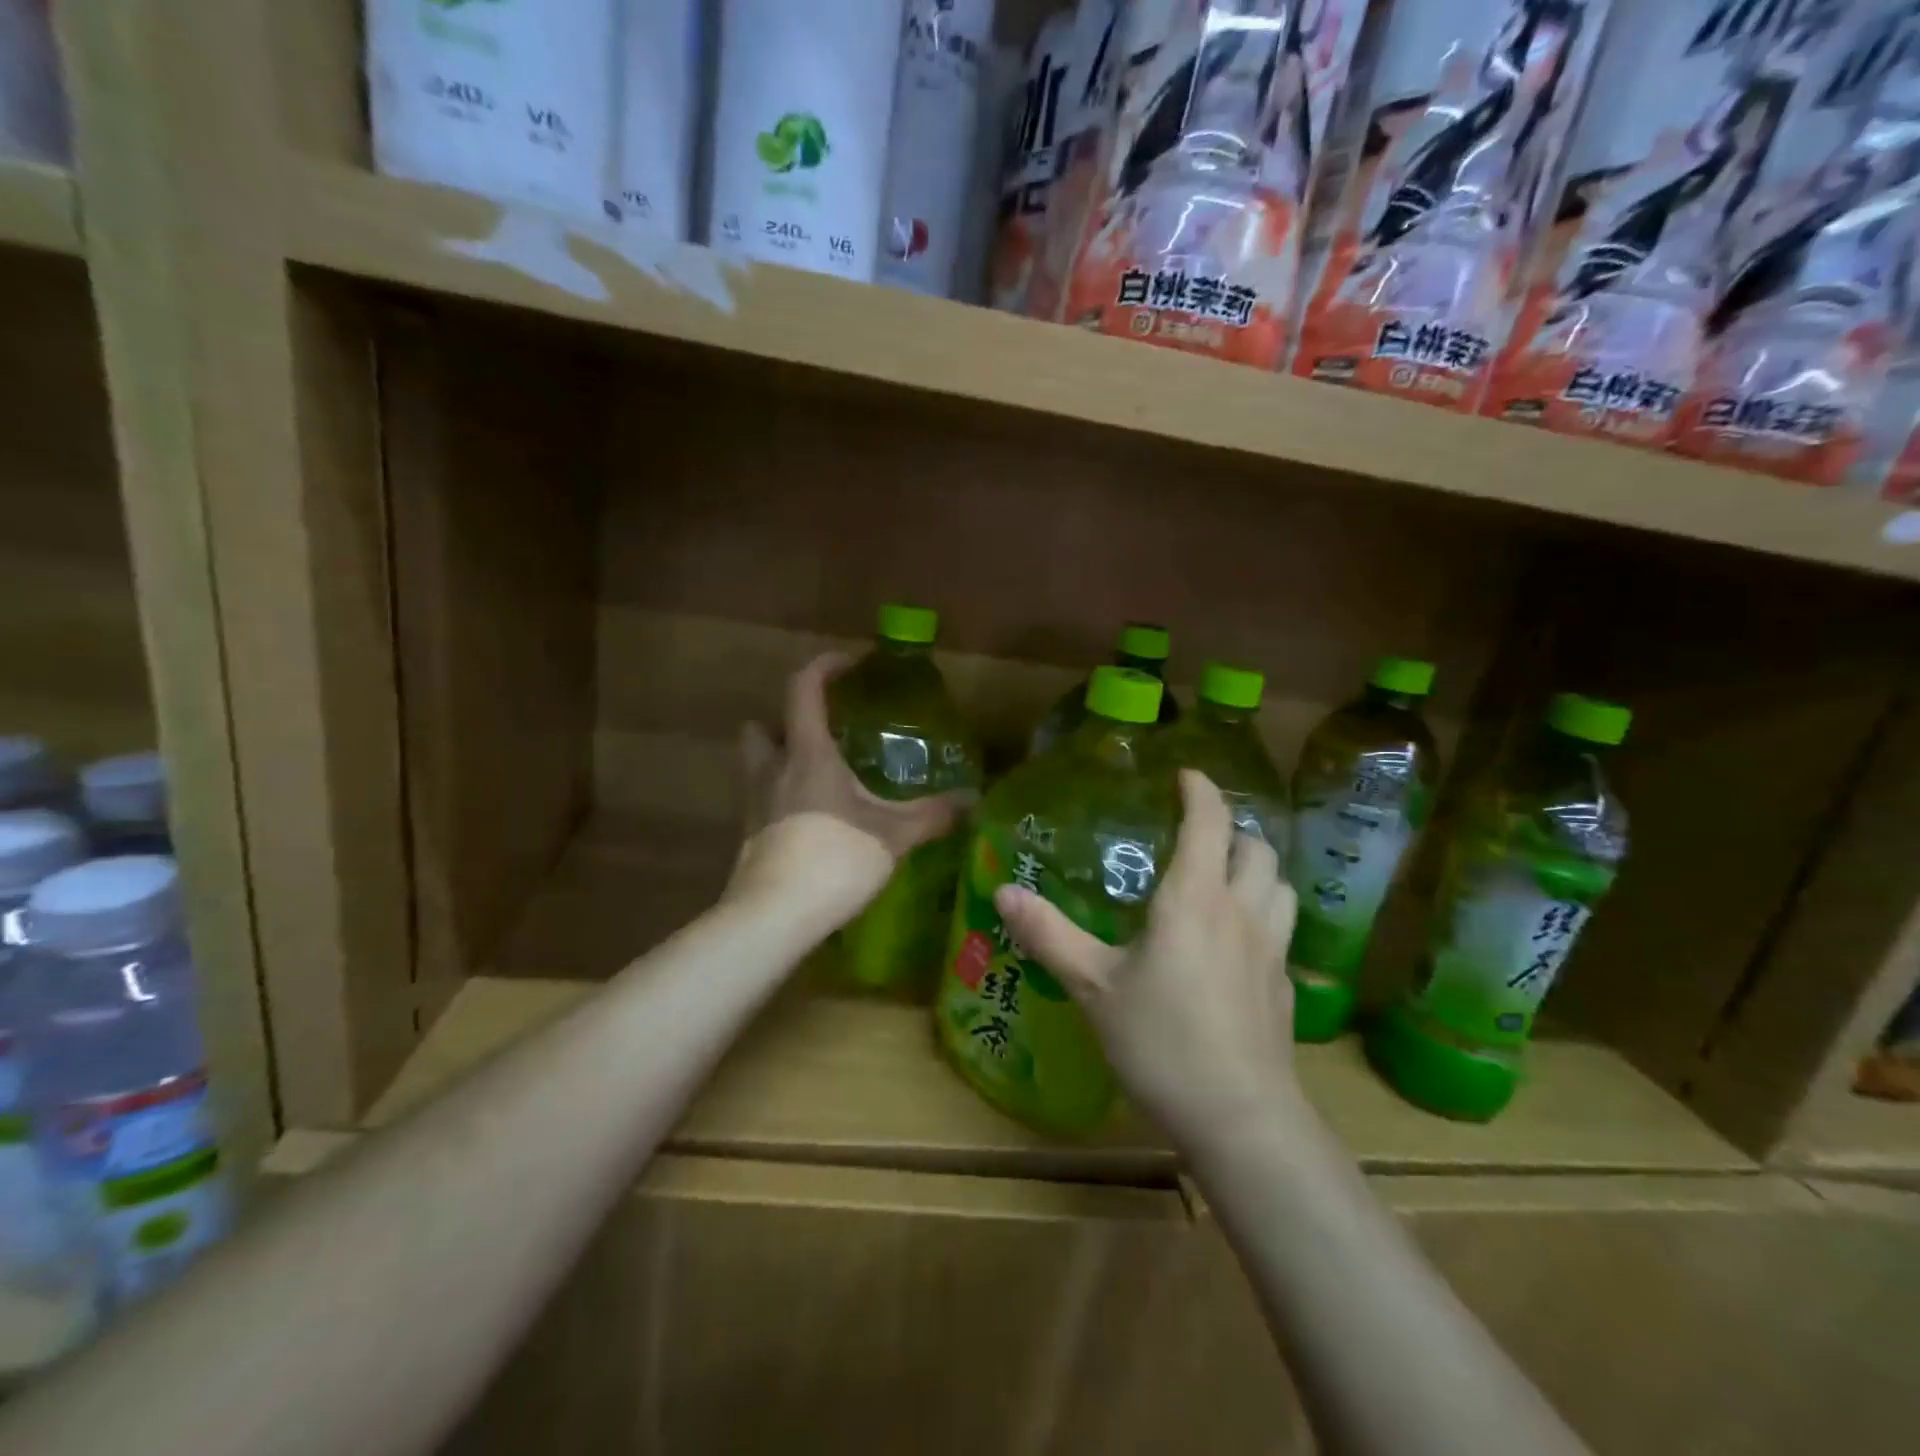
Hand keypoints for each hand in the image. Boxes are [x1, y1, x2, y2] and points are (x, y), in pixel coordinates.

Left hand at [731, 653, 972, 929]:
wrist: (774, 918)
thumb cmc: (834, 859)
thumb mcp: (893, 835)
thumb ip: (932, 815)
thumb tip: (972, 800)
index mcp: (807, 754)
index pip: (803, 689)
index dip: (823, 667)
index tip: (848, 665)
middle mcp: (772, 770)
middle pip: (761, 727)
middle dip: (785, 721)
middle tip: (821, 734)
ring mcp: (754, 806)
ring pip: (755, 766)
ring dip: (778, 760)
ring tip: (818, 778)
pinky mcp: (749, 839)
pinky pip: (761, 803)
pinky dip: (781, 801)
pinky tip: (812, 822)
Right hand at [994, 770, 1300, 1152]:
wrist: (1241, 1119)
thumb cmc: (1161, 1042)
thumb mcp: (1093, 986)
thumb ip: (1049, 934)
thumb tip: (1003, 891)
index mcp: (1195, 899)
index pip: (1210, 822)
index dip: (1200, 790)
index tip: (1185, 775)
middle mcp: (1241, 912)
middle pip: (1256, 848)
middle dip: (1231, 828)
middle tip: (1198, 832)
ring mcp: (1272, 949)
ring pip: (1280, 884)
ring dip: (1256, 867)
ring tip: (1224, 875)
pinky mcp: (1284, 986)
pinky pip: (1282, 927)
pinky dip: (1263, 911)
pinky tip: (1237, 939)